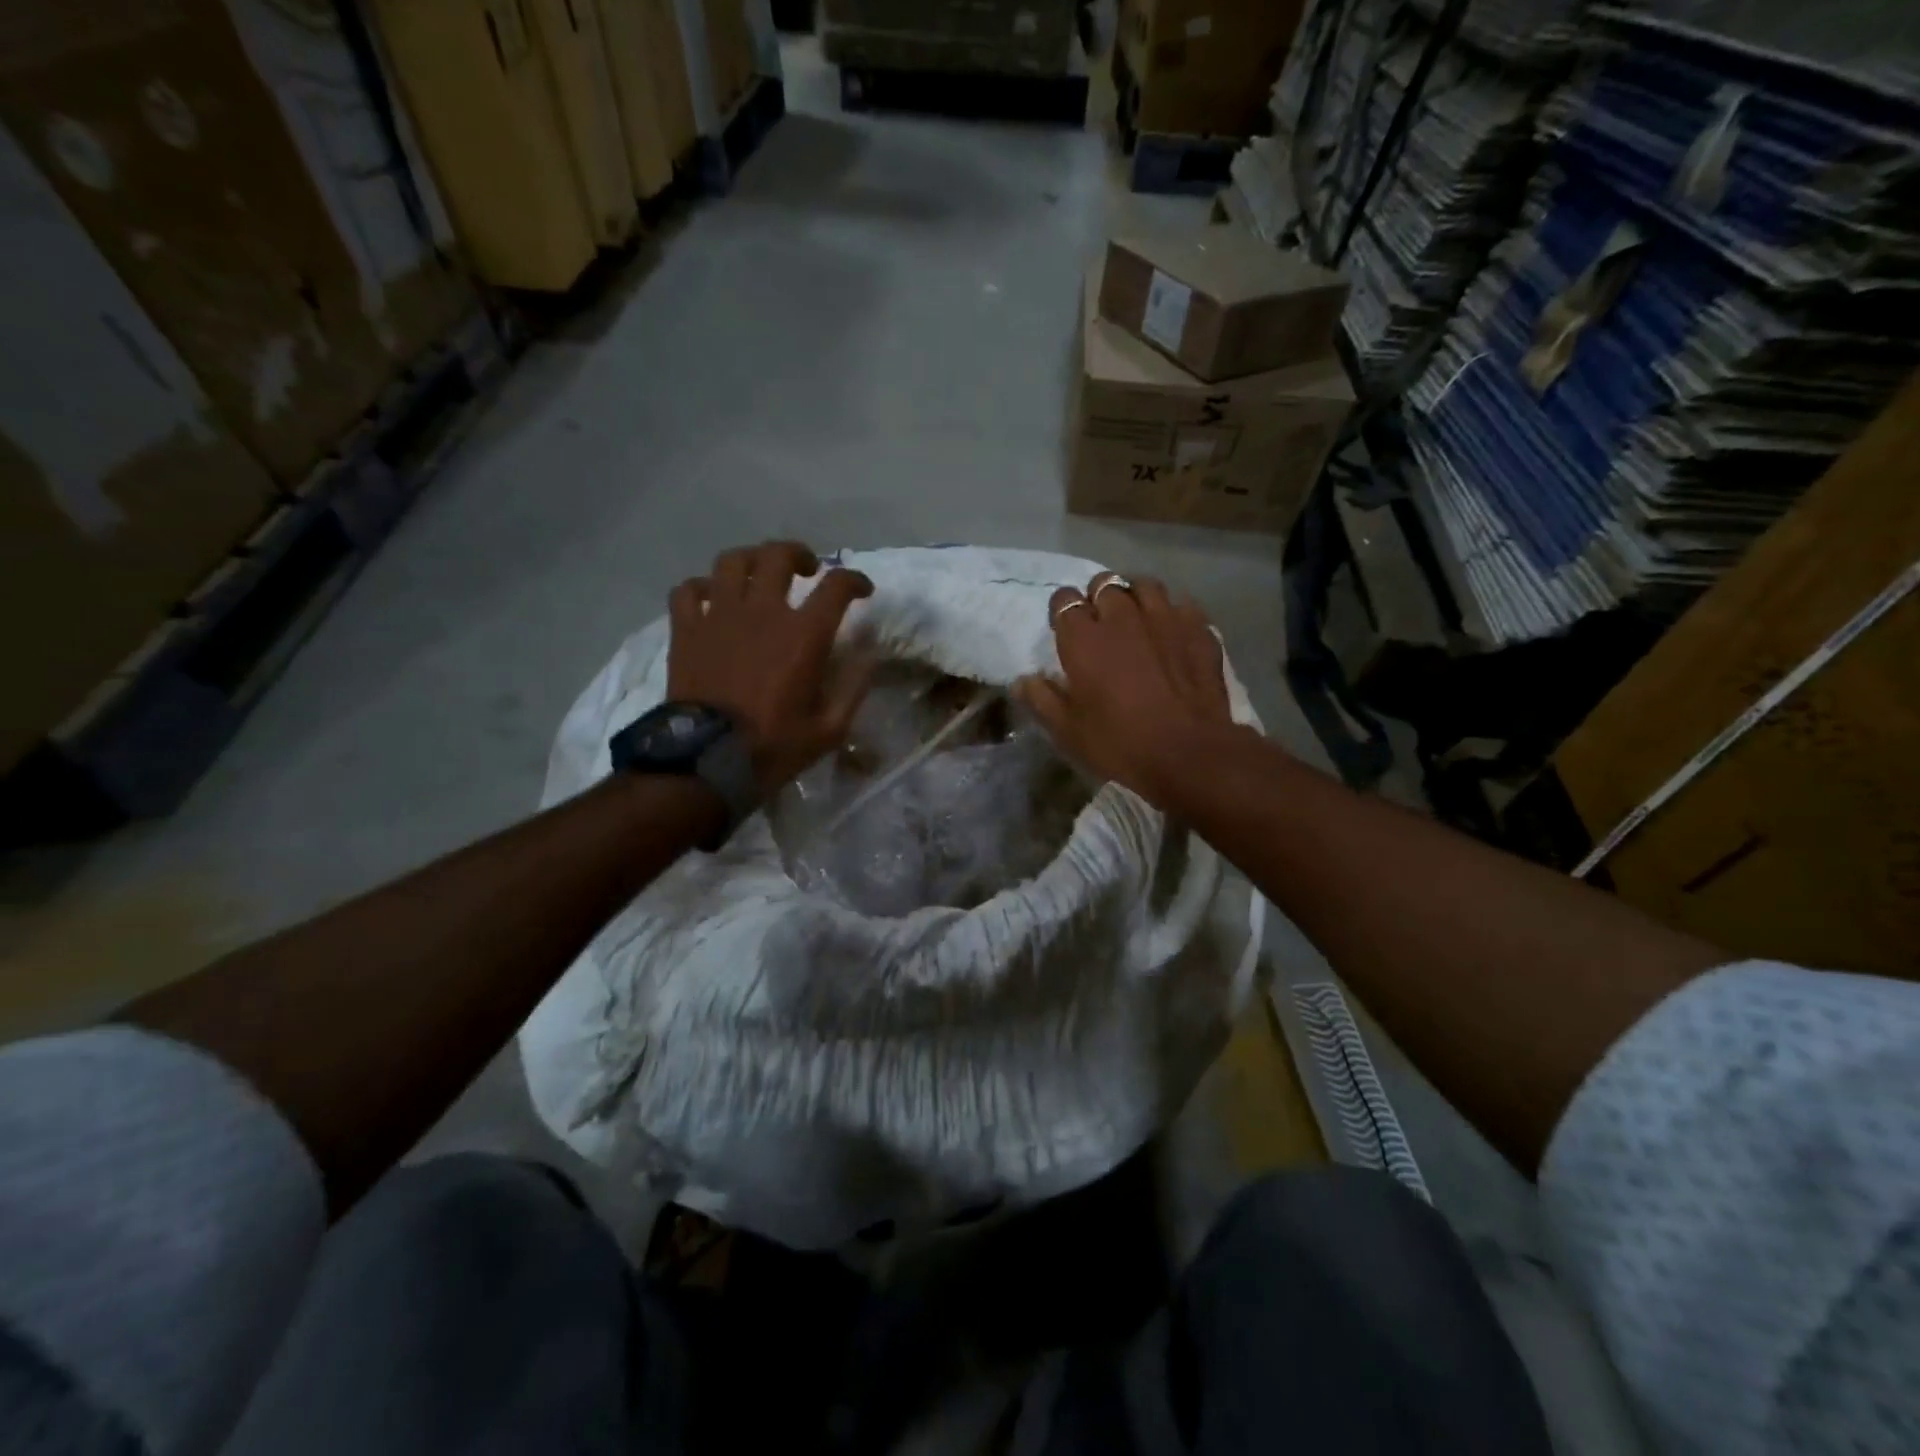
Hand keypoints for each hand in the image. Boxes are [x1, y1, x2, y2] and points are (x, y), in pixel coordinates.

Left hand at [667, 541, 873, 793]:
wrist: (707, 761)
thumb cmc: (774, 747)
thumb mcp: (830, 729)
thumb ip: (853, 687)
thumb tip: (869, 655)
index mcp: (803, 635)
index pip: (837, 586)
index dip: (855, 580)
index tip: (862, 590)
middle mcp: (763, 612)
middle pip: (779, 555)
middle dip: (799, 554)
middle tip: (807, 571)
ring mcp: (719, 616)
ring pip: (733, 561)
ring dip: (752, 561)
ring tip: (759, 575)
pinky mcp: (686, 629)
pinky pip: (688, 590)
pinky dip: (702, 587)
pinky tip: (712, 599)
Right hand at [1015, 571, 1242, 809]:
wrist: (1190, 754)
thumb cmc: (1120, 743)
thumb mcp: (1068, 732)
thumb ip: (1042, 700)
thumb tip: (1022, 680)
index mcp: (1083, 637)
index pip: (1064, 600)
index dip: (1062, 611)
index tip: (1066, 630)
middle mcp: (1122, 616)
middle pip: (1104, 584)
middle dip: (1098, 598)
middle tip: (1100, 624)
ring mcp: (1164, 618)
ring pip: (1144, 585)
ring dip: (1134, 596)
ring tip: (1135, 617)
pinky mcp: (1198, 629)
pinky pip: (1180, 604)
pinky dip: (1171, 612)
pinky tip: (1171, 631)